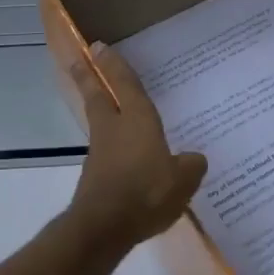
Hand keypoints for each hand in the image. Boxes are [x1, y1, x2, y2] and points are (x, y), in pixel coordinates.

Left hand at [65, 45, 207, 247]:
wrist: (103, 227)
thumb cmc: (146, 193)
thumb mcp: (183, 180)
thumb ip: (191, 165)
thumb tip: (193, 159)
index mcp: (137, 121)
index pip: (124, 85)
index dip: (113, 65)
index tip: (98, 46)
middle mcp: (114, 129)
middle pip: (98, 96)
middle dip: (89, 76)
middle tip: (80, 58)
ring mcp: (100, 153)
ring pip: (99, 121)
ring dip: (98, 108)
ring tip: (106, 105)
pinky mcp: (95, 176)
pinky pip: (105, 151)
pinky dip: (111, 144)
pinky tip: (125, 156)